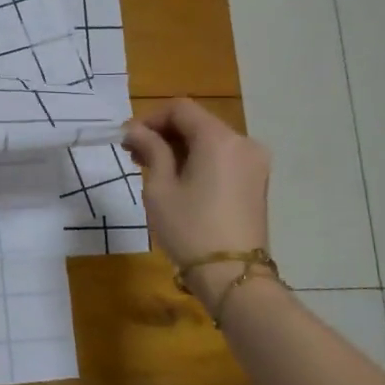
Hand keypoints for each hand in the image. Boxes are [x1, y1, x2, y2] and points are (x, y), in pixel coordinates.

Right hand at [123, 100, 272, 311]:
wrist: (232, 275)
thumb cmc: (189, 228)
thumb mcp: (160, 187)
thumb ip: (150, 150)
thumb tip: (136, 130)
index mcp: (219, 139)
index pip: (180, 109)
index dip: (150, 118)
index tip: (127, 140)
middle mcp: (243, 142)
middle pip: (197, 122)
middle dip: (163, 133)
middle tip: (134, 155)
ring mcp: (254, 163)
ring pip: (209, 140)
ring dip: (179, 147)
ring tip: (152, 169)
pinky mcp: (256, 181)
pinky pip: (222, 157)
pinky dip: (198, 160)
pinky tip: (177, 180)